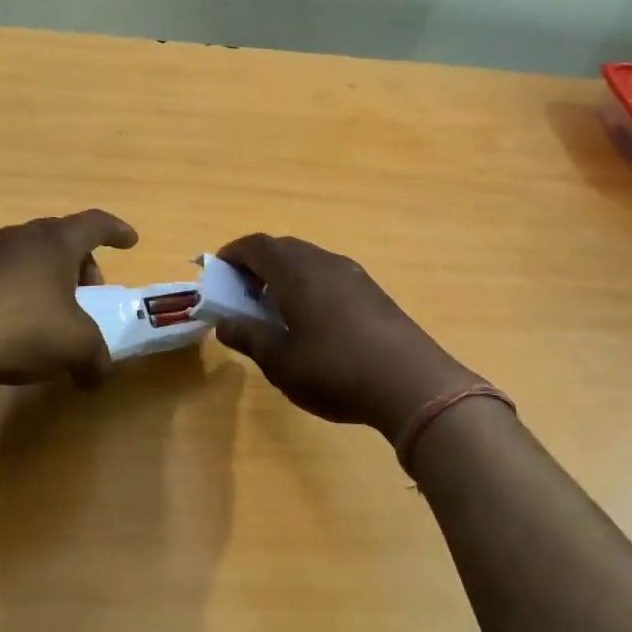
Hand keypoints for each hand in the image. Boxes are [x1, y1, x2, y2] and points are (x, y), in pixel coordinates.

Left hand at [0, 210, 138, 385]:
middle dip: (83, 263)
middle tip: (90, 293)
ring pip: (31, 255)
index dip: (117, 231)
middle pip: (61, 238)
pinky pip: (6, 274)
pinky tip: (20, 322)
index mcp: (55, 241)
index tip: (130, 241)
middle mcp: (21, 237)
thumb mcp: (76, 346)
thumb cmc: (24, 329)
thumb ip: (96, 356)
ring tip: (56, 310)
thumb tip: (98, 373)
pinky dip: (22, 290)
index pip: (94, 223)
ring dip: (50, 277)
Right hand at [213, 234, 483, 439]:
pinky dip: (309, 286)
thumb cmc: (335, 370)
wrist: (414, 385)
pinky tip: (311, 321)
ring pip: (309, 261)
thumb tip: (224, 323)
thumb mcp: (281, 361)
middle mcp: (325, 262)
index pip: (256, 246)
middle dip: (257, 264)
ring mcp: (354, 275)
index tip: (217, 272)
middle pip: (284, 248)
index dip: (232, 255)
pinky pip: (330, 276)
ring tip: (274, 308)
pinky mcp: (374, 293)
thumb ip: (248, 337)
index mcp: (296, 272)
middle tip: (242, 293)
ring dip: (285, 275)